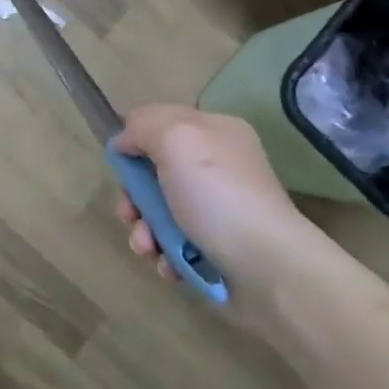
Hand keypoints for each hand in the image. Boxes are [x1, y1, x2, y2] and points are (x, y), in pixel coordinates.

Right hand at [113, 105, 358, 325]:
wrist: (267, 266)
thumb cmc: (217, 194)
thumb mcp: (175, 139)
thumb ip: (143, 127)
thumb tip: (124, 142)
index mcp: (215, 130)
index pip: (161, 122)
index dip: (135, 141)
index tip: (122, 165)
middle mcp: (218, 165)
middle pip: (155, 171)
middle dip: (135, 196)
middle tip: (130, 214)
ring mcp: (219, 208)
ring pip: (161, 211)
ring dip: (144, 230)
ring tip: (148, 247)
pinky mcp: (218, 246)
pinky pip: (176, 243)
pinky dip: (166, 253)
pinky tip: (168, 264)